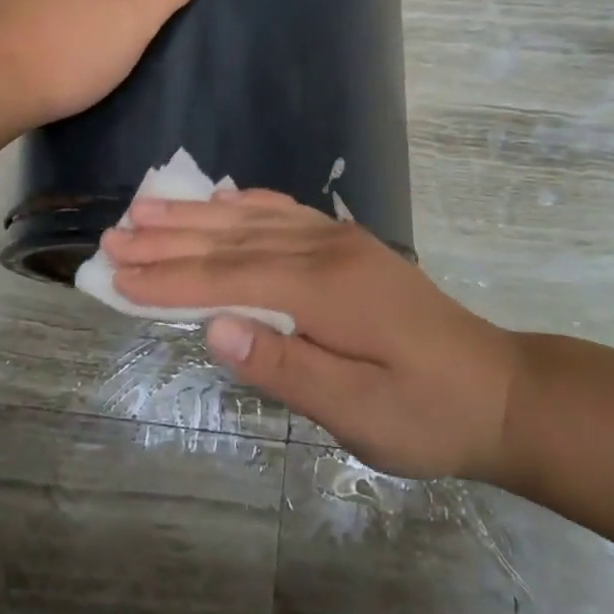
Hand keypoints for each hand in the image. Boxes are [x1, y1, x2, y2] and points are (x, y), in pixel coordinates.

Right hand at [100, 190, 525, 481]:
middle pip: (233, 241)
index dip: (168, 280)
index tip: (114, 276)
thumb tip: (214, 330)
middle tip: (112, 236)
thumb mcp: (358, 413)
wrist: (501, 390)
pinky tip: (222, 199)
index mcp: (326, 291)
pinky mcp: (350, 245)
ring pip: (254, 220)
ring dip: (197, 216)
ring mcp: (341, 241)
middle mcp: (328, 251)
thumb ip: (286, 368)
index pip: (228, 280)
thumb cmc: (429, 415)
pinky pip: (286, 213)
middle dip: (168, 240)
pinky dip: (245, 204)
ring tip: (146, 208)